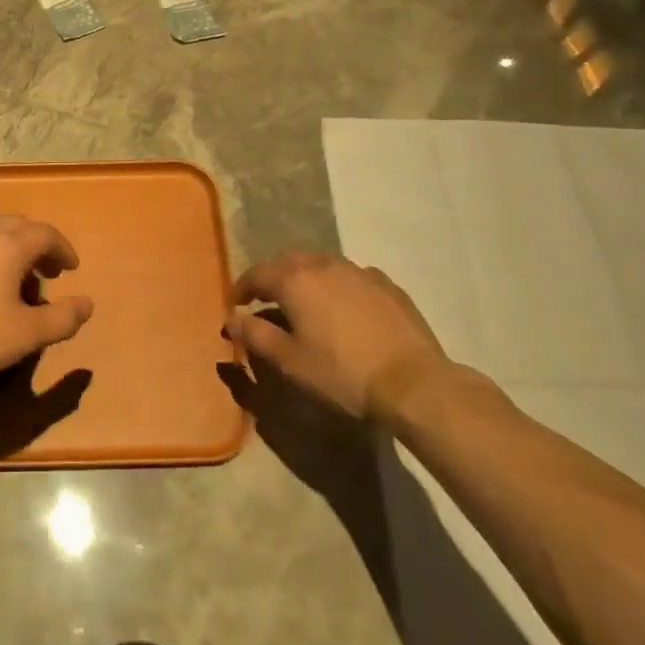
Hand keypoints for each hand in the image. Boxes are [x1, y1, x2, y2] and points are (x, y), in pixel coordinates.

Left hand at [0, 217, 93, 391]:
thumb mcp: (25, 336)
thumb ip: (62, 319)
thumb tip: (87, 303)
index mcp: (9, 245)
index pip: (46, 233)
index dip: (63, 249)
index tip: (70, 268)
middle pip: (17, 226)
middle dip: (36, 245)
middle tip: (45, 272)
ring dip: (7, 250)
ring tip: (10, 281)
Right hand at [226, 253, 450, 422]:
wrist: (413, 383)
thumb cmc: (343, 374)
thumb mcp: (291, 362)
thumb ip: (256, 335)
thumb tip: (231, 318)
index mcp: (294, 280)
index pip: (257, 274)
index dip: (242, 288)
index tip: (236, 305)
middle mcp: (322, 264)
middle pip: (288, 262)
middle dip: (273, 278)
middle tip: (268, 300)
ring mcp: (357, 270)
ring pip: (321, 265)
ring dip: (307, 278)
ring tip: (307, 302)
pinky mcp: (385, 284)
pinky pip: (351, 277)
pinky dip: (339, 287)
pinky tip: (346, 309)